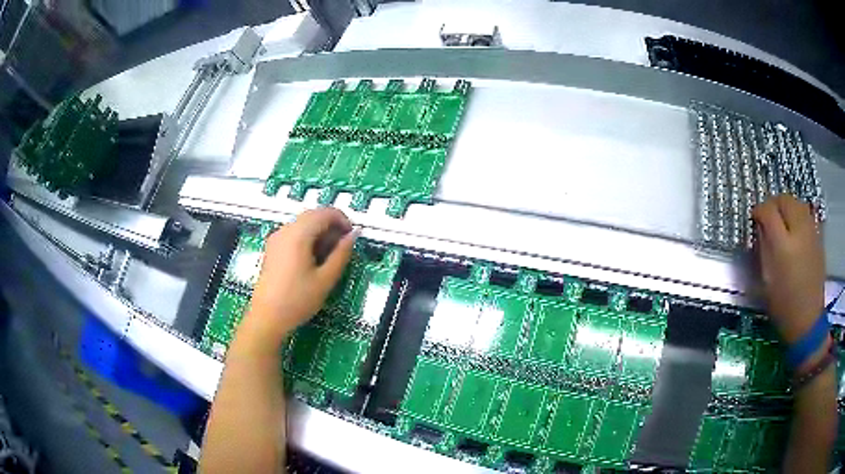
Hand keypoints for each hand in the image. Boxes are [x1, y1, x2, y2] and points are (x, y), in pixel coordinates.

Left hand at [239, 208, 355, 349]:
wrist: (267, 317)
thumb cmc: (297, 300)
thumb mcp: (325, 279)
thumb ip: (341, 254)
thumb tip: (354, 235)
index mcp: (298, 234)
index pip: (325, 213)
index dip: (342, 220)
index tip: (352, 237)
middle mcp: (285, 230)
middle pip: (313, 215)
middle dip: (331, 225)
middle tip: (343, 247)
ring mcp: (276, 238)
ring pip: (303, 223)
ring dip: (320, 232)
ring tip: (330, 255)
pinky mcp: (272, 248)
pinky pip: (294, 233)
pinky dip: (308, 238)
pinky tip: (313, 259)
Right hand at [753, 194, 824, 344]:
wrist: (808, 320)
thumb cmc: (783, 305)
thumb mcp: (766, 280)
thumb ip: (763, 248)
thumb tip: (760, 227)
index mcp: (783, 245)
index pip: (768, 211)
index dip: (759, 211)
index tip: (755, 218)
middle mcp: (799, 231)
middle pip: (784, 200)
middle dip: (774, 204)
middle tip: (768, 217)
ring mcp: (811, 232)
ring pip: (797, 202)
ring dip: (787, 207)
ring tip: (782, 221)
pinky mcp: (818, 236)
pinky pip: (806, 214)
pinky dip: (798, 214)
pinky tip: (795, 229)